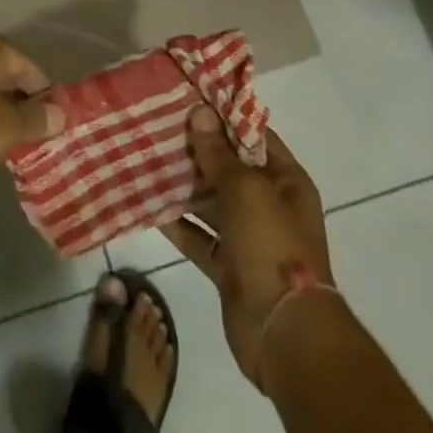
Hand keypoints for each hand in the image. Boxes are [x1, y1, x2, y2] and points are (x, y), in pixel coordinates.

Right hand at [161, 106, 332, 388]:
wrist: (286, 335)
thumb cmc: (272, 246)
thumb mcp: (246, 190)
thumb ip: (219, 153)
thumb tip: (200, 112)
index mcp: (286, 181)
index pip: (252, 136)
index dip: (222, 116)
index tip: (187, 97)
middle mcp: (268, 205)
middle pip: (228, 168)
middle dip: (196, 149)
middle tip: (156, 124)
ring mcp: (248, 237)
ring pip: (210, 202)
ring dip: (183, 185)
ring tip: (146, 157)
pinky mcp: (227, 267)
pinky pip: (198, 237)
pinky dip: (177, 224)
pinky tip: (148, 204)